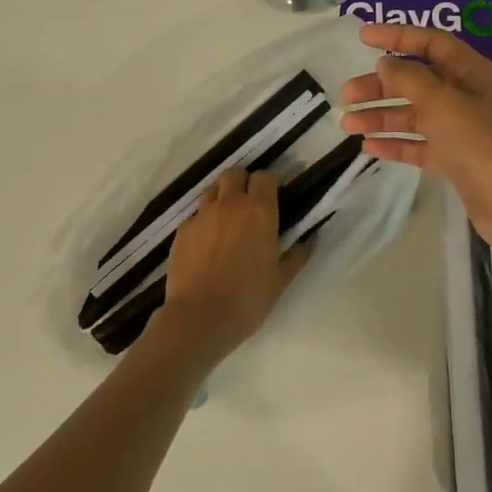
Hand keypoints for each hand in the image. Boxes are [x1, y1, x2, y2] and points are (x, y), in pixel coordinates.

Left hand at [155, 170, 311, 360]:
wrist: (199, 317)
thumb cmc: (248, 298)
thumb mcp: (281, 280)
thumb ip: (297, 256)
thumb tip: (310, 240)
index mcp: (259, 211)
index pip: (265, 177)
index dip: (272, 181)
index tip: (277, 193)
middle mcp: (229, 204)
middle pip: (235, 174)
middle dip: (244, 182)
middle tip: (251, 202)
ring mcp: (201, 216)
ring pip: (212, 189)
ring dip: (222, 195)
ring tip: (228, 217)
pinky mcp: (182, 231)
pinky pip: (195, 215)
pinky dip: (204, 220)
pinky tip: (207, 241)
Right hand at [339, 24, 491, 256]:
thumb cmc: (479, 141)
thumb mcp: (441, 101)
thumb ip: (409, 78)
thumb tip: (385, 64)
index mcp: (470, 72)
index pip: (430, 42)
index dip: (397, 36)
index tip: (362, 37)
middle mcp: (464, 96)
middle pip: (415, 81)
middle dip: (380, 86)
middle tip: (347, 95)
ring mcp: (458, 130)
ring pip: (412, 115)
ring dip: (380, 117)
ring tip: (347, 125)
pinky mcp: (452, 159)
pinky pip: (416, 145)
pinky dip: (394, 143)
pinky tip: (368, 147)